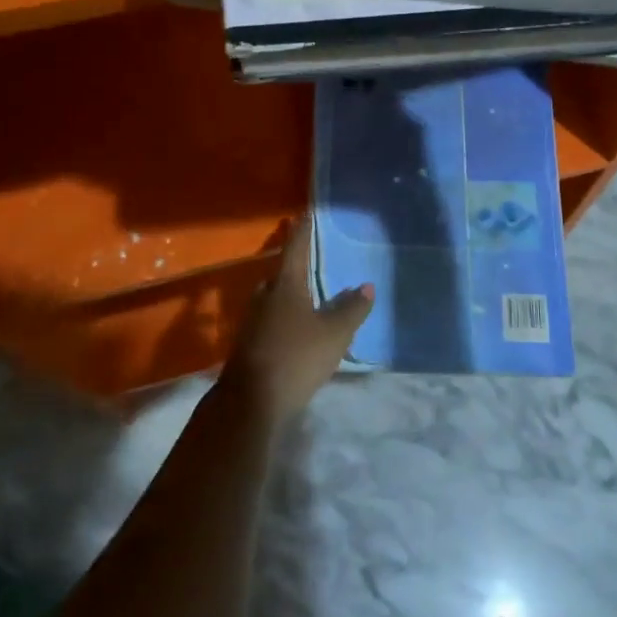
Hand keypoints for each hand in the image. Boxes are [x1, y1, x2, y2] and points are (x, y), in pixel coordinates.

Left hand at [220, 216, 373, 426]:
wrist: (250, 402)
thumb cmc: (296, 357)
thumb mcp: (334, 333)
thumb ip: (352, 309)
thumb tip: (366, 286)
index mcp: (285, 286)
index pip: (295, 249)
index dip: (303, 232)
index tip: (305, 214)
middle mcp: (265, 297)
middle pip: (281, 274)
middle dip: (295, 268)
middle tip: (312, 262)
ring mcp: (253, 321)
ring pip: (274, 299)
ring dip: (290, 296)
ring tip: (310, 297)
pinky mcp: (249, 344)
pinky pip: (271, 321)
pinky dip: (285, 319)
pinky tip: (298, 330)